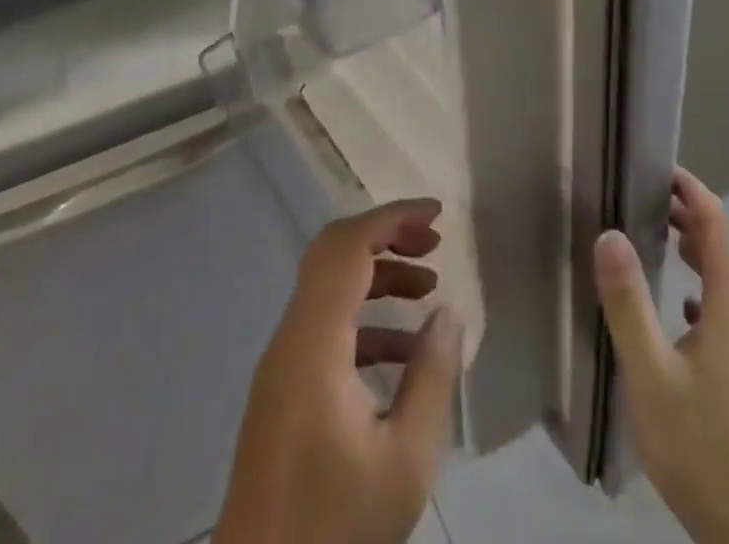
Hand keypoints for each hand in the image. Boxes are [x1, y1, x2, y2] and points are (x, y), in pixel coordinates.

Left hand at [214, 198, 463, 543]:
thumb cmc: (334, 530)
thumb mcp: (405, 460)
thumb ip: (431, 375)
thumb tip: (448, 311)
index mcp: (313, 344)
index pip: (349, 246)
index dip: (393, 218)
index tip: (438, 216)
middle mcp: (289, 340)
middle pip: (333, 254)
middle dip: (386, 236)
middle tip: (434, 244)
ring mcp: (281, 367)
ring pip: (328, 289)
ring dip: (378, 277)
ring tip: (428, 290)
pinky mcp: (281, 393)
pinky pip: (324, 328)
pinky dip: (365, 320)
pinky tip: (403, 354)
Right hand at [595, 170, 728, 543]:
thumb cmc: (703, 450)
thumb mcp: (652, 376)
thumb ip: (629, 303)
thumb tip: (610, 233)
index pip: (720, 226)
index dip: (695, 192)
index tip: (662, 170)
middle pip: (728, 250)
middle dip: (695, 216)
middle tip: (652, 199)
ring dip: (702, 252)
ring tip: (663, 239)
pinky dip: (707, 292)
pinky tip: (684, 313)